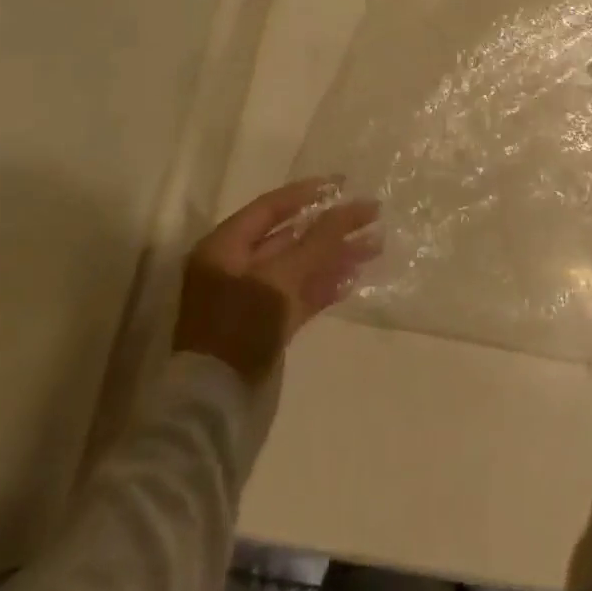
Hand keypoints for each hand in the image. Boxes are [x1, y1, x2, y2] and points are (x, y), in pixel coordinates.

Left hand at [172, 180, 380, 383]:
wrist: (216, 406)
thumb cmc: (241, 328)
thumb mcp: (280, 278)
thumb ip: (318, 241)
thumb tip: (351, 207)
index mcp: (224, 247)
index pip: (270, 208)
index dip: (308, 193)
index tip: (343, 184)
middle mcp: (235, 268)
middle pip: (289, 237)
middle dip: (330, 228)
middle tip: (370, 217)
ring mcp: (251, 299)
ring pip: (299, 268)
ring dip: (335, 256)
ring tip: (375, 245)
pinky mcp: (266, 327)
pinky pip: (299, 296)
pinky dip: (324, 285)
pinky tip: (353, 277)